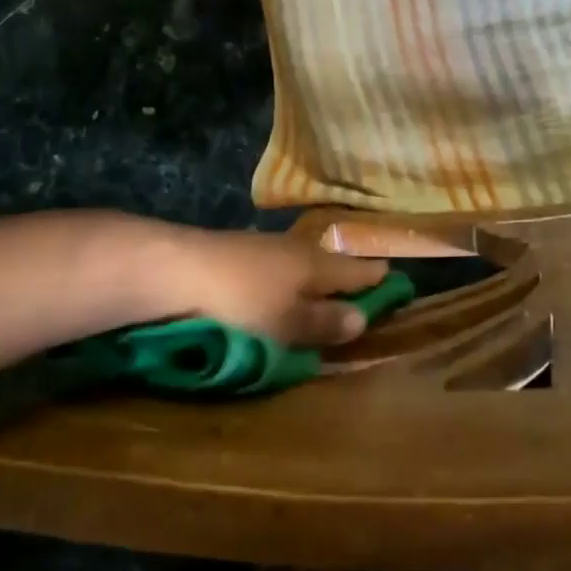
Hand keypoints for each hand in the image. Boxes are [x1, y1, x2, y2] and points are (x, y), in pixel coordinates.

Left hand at [161, 228, 387, 345]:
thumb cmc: (241, 302)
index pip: (356, 270)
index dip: (376, 277)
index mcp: (315, 265)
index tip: (394, 279)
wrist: (175, 269)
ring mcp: (262, 247)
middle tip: (360, 287)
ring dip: (312, 276)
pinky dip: (283, 278)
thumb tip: (362, 318)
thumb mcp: (287, 324)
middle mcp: (294, 249)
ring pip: (298, 262)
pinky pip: (273, 266)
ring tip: (320, 290)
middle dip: (344, 275)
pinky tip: (275, 287)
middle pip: (328, 263)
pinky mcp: (233, 253)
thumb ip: (323, 322)